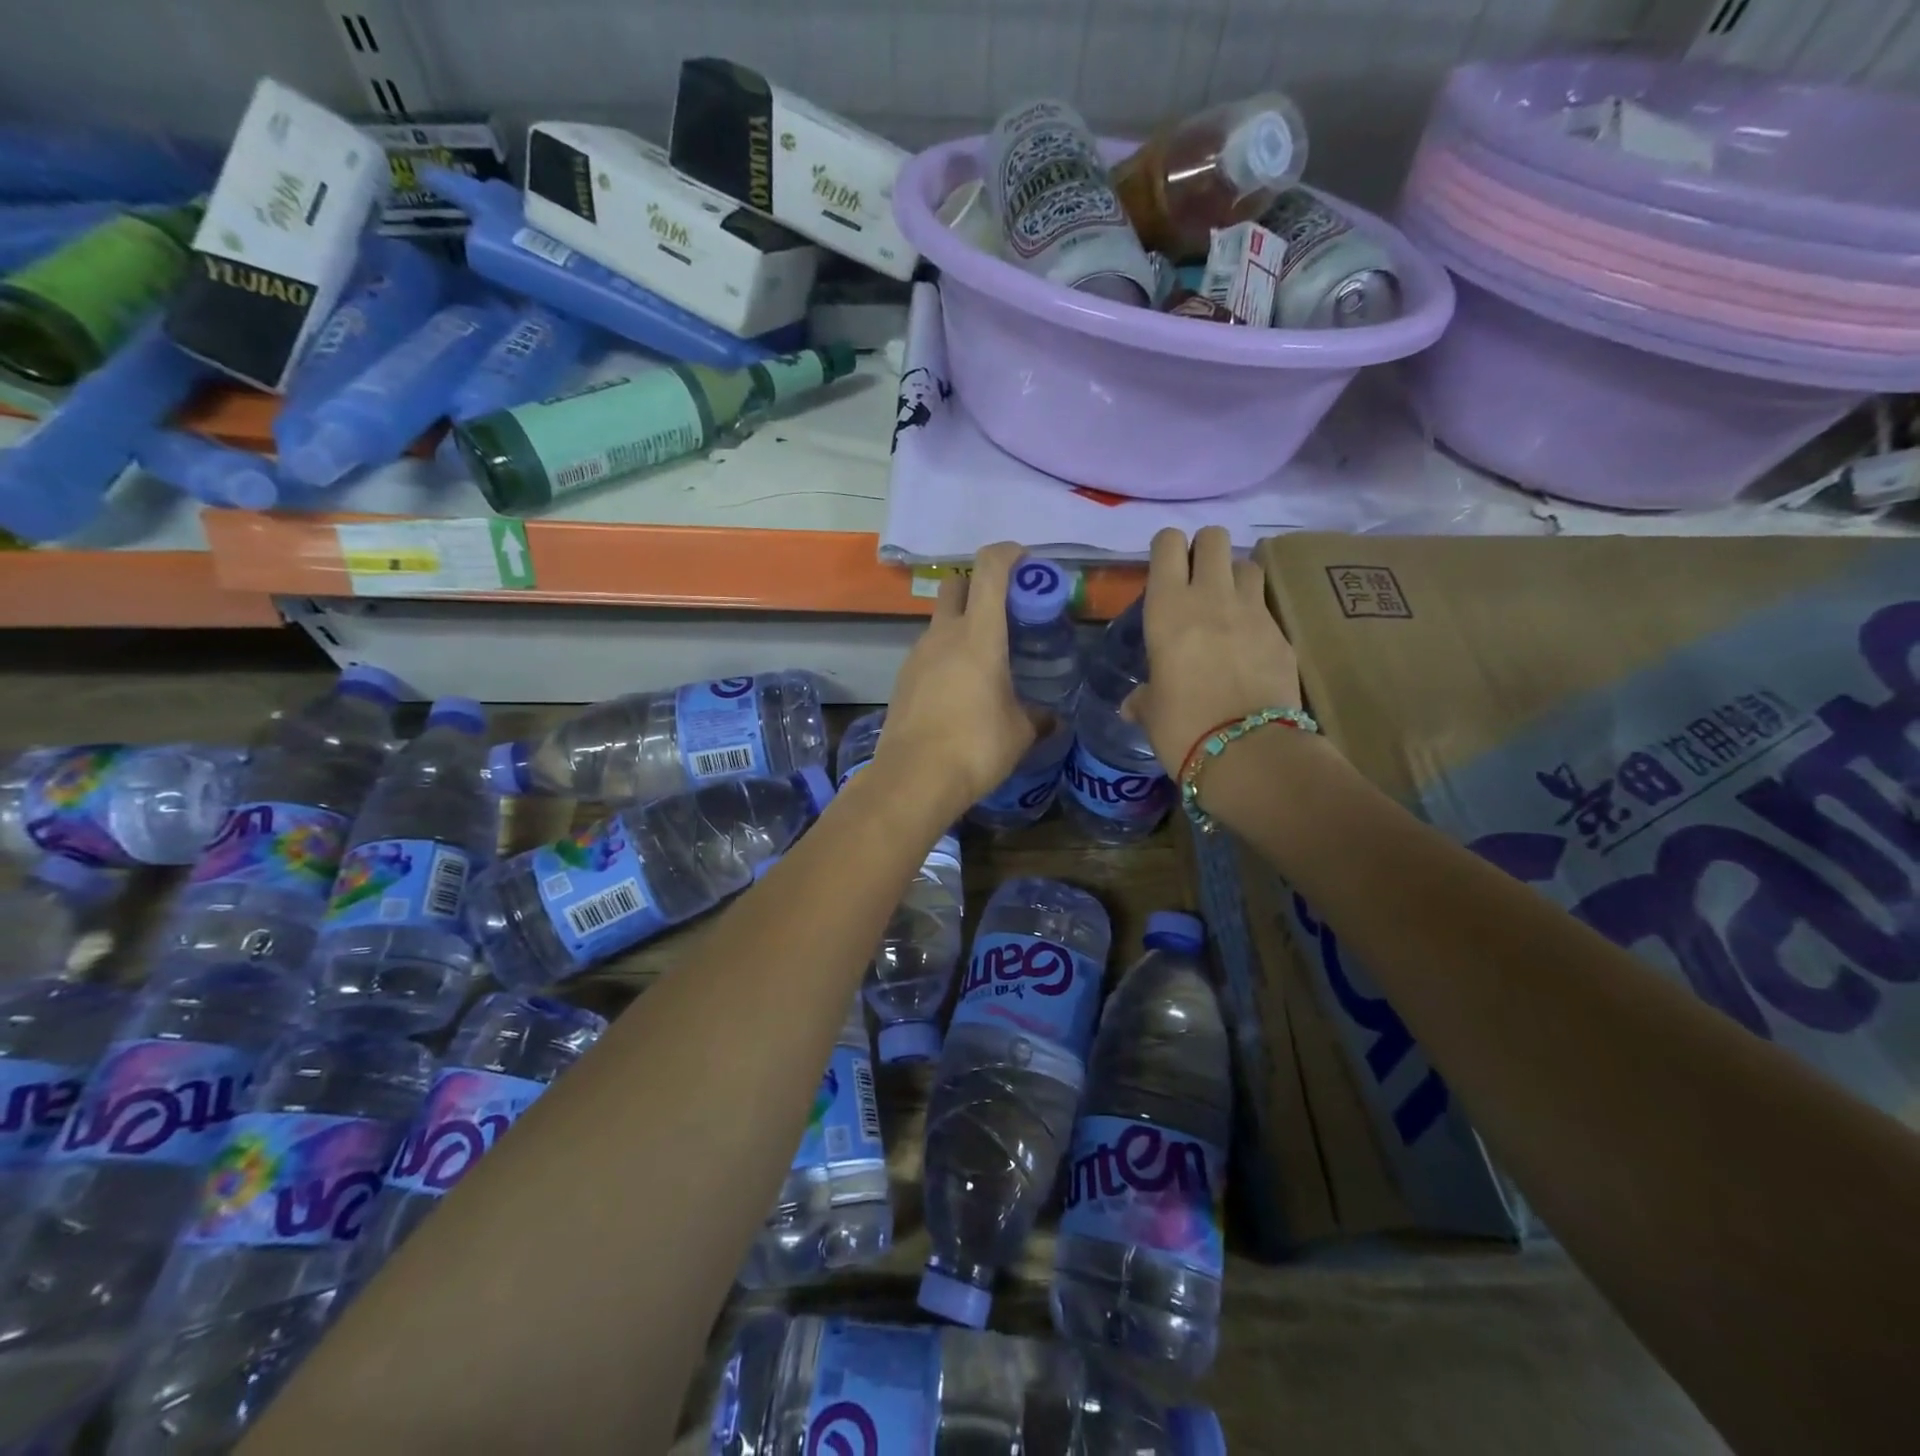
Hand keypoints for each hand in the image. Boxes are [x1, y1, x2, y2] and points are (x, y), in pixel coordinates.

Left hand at [874, 541, 1038, 817]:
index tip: (1026, 562)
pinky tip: (961, 689)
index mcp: (979, 634)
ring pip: (940, 621)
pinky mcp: (903, 679)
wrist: (913, 779)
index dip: (1008, 554)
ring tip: (986, 660)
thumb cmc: (976, 747)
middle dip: (980, 586)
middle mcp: (943, 634)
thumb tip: (1051, 719)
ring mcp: (917, 655)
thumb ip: (1038, 717)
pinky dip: (947, 655)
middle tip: (1006, 613)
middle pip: (956, 585)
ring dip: (963, 626)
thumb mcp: (1020, 733)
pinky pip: (929, 652)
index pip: (990, 570)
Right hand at [1125, 526, 1302, 774]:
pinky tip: (1249, 644)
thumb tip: (1132, 705)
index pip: (1168, 543)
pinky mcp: (1283, 633)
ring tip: (1226, 606)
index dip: (1167, 550)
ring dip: (1235, 577)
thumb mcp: (1151, 711)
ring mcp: (1254, 611)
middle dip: (1204, 551)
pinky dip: (1257, 614)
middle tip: (1196, 582)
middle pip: (1214, 537)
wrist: (1247, 751)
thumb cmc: (1182, 727)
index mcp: (1168, 607)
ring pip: (1247, 563)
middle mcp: (1211, 596)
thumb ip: (1143, 698)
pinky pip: (1268, 606)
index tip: (1164, 572)